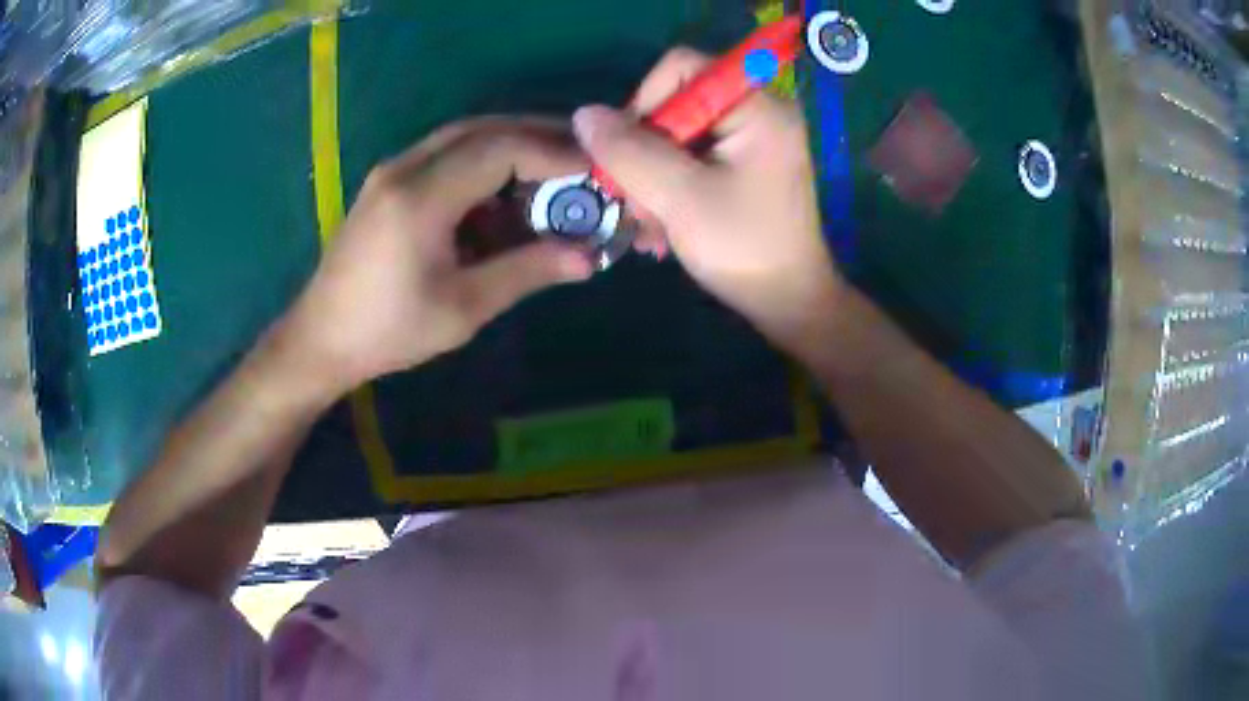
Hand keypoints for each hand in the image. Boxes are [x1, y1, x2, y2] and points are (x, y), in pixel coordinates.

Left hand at [278, 118, 593, 396]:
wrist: (320, 339)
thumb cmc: (388, 331)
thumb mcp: (463, 308)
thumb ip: (527, 271)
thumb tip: (589, 257)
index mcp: (421, 197)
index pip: (500, 149)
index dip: (552, 153)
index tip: (593, 170)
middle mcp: (405, 168)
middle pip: (482, 129)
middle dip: (536, 136)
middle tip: (581, 157)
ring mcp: (391, 171)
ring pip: (462, 136)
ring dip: (509, 145)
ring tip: (550, 171)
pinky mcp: (387, 183)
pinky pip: (443, 155)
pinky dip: (481, 162)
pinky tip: (500, 193)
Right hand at [573, 48, 843, 351]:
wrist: (789, 304)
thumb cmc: (744, 248)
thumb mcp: (680, 197)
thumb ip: (630, 151)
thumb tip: (585, 114)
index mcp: (757, 107)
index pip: (681, 67)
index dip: (644, 101)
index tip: (627, 153)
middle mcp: (757, 112)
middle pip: (675, 104)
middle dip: (645, 154)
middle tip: (633, 203)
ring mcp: (752, 141)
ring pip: (677, 136)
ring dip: (651, 179)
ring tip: (647, 227)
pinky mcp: (744, 166)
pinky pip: (691, 160)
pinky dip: (669, 189)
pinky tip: (660, 229)